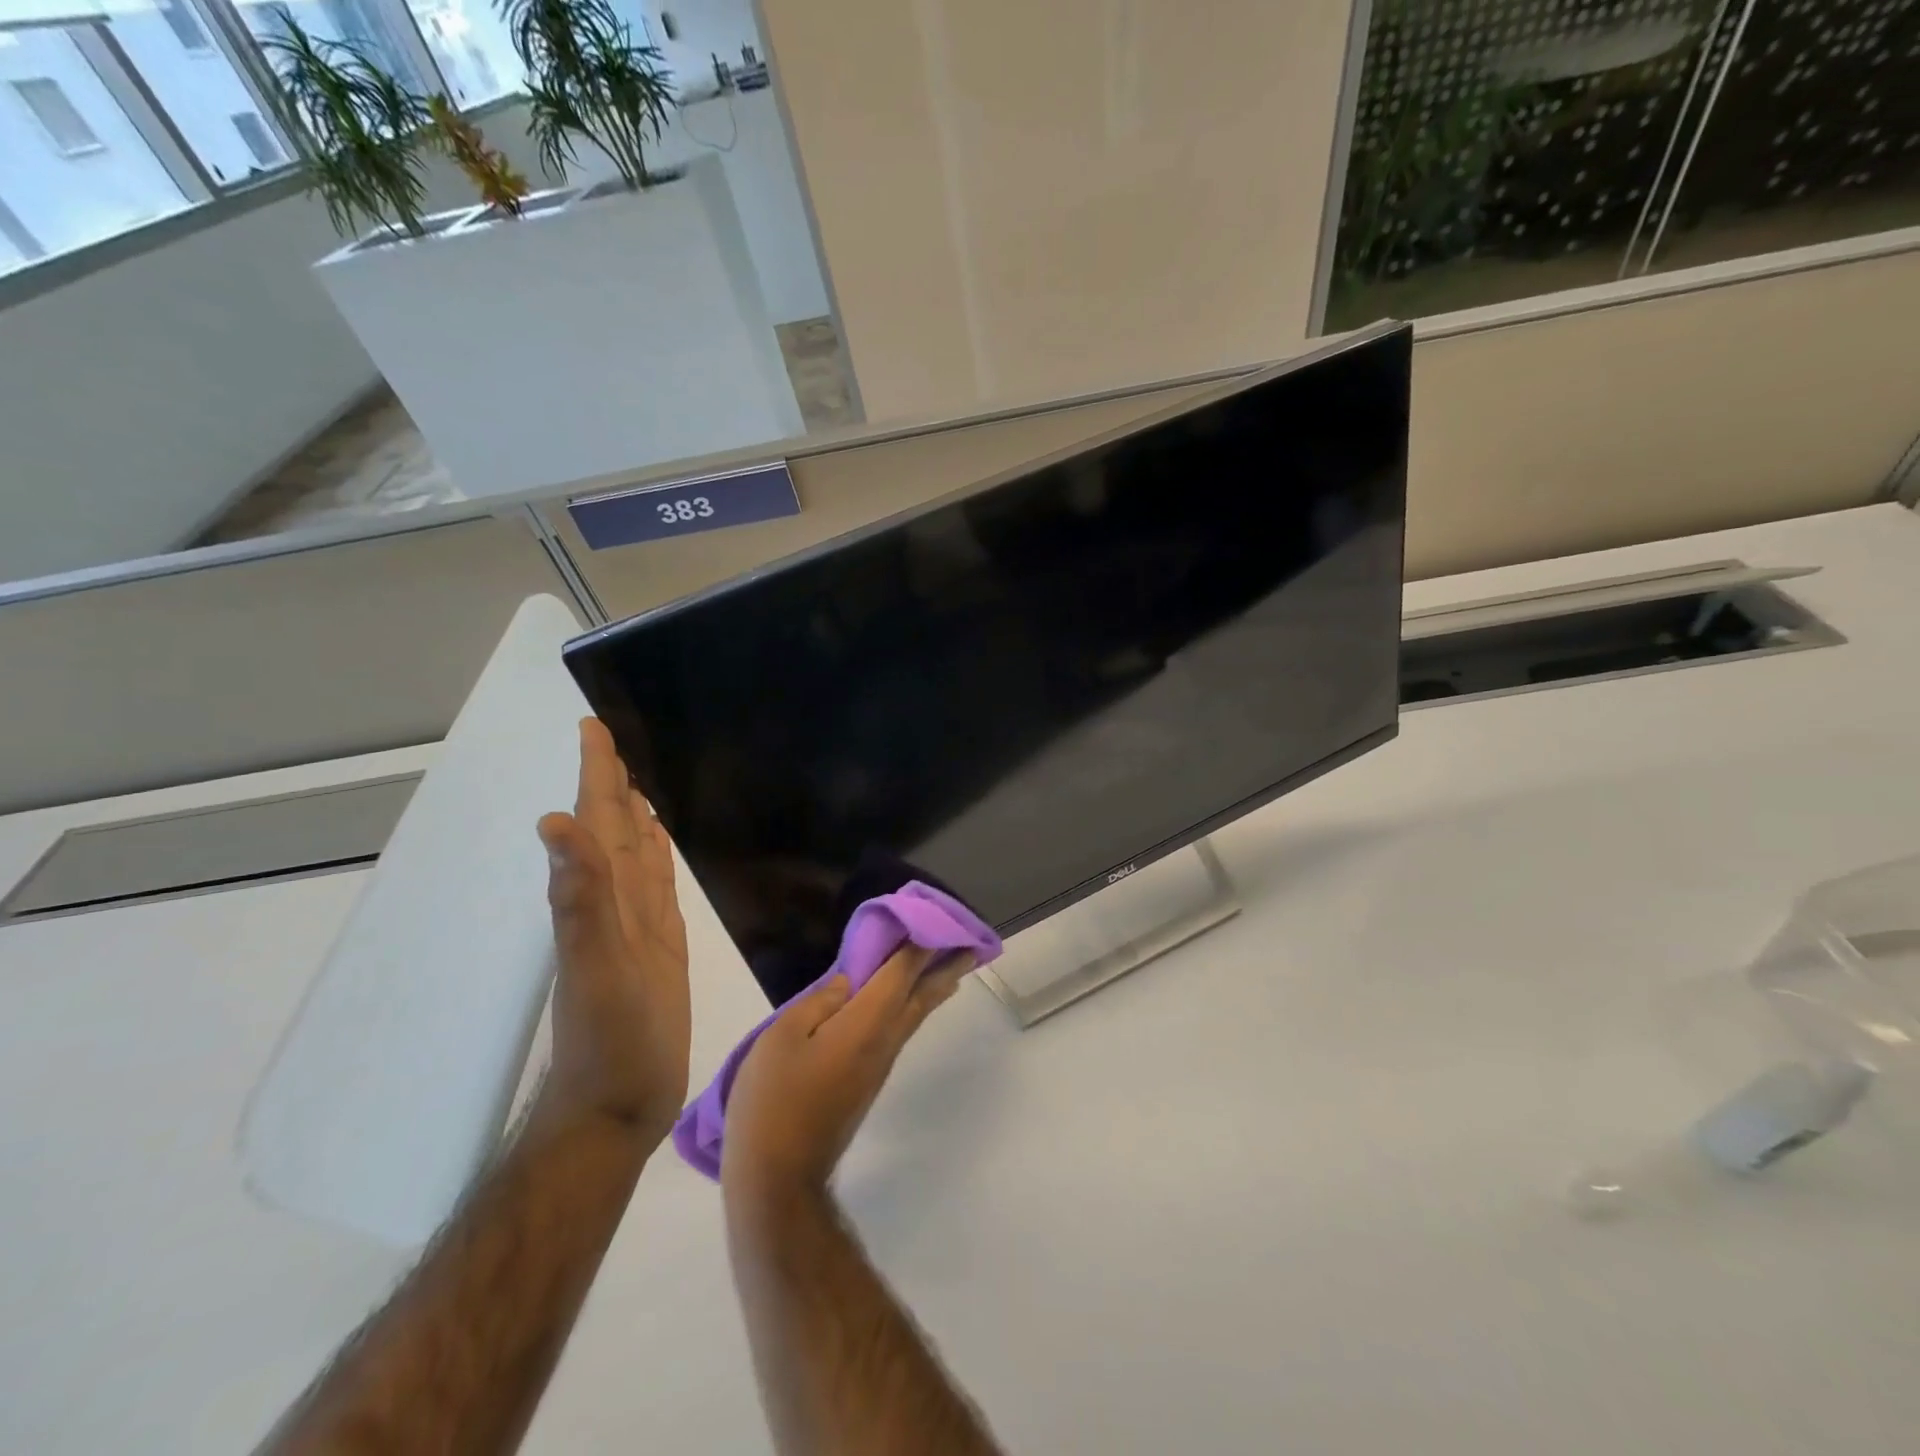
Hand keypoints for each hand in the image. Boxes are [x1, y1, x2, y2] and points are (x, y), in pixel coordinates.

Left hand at [533, 718, 690, 1146]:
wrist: (618, 1106)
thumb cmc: (610, 1043)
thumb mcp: (595, 969)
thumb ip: (579, 899)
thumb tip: (555, 823)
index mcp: (599, 899)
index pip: (597, 821)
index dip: (596, 774)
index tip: (593, 728)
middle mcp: (615, 903)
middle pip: (614, 829)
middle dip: (612, 781)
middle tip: (616, 738)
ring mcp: (637, 925)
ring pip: (636, 853)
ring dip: (634, 814)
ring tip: (640, 778)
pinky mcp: (660, 946)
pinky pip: (658, 886)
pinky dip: (658, 856)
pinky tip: (661, 841)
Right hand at [721, 945, 969, 1204]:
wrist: (779, 1176)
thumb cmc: (775, 1099)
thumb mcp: (783, 1037)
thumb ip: (819, 1002)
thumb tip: (850, 982)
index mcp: (866, 1022)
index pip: (901, 973)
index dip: (919, 945)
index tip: (938, 922)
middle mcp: (883, 1041)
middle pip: (922, 997)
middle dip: (946, 969)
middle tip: (972, 948)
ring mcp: (879, 1066)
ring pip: (915, 1017)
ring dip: (935, 989)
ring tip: (953, 972)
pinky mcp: (868, 1084)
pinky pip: (900, 1032)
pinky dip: (913, 1009)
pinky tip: (907, 1007)